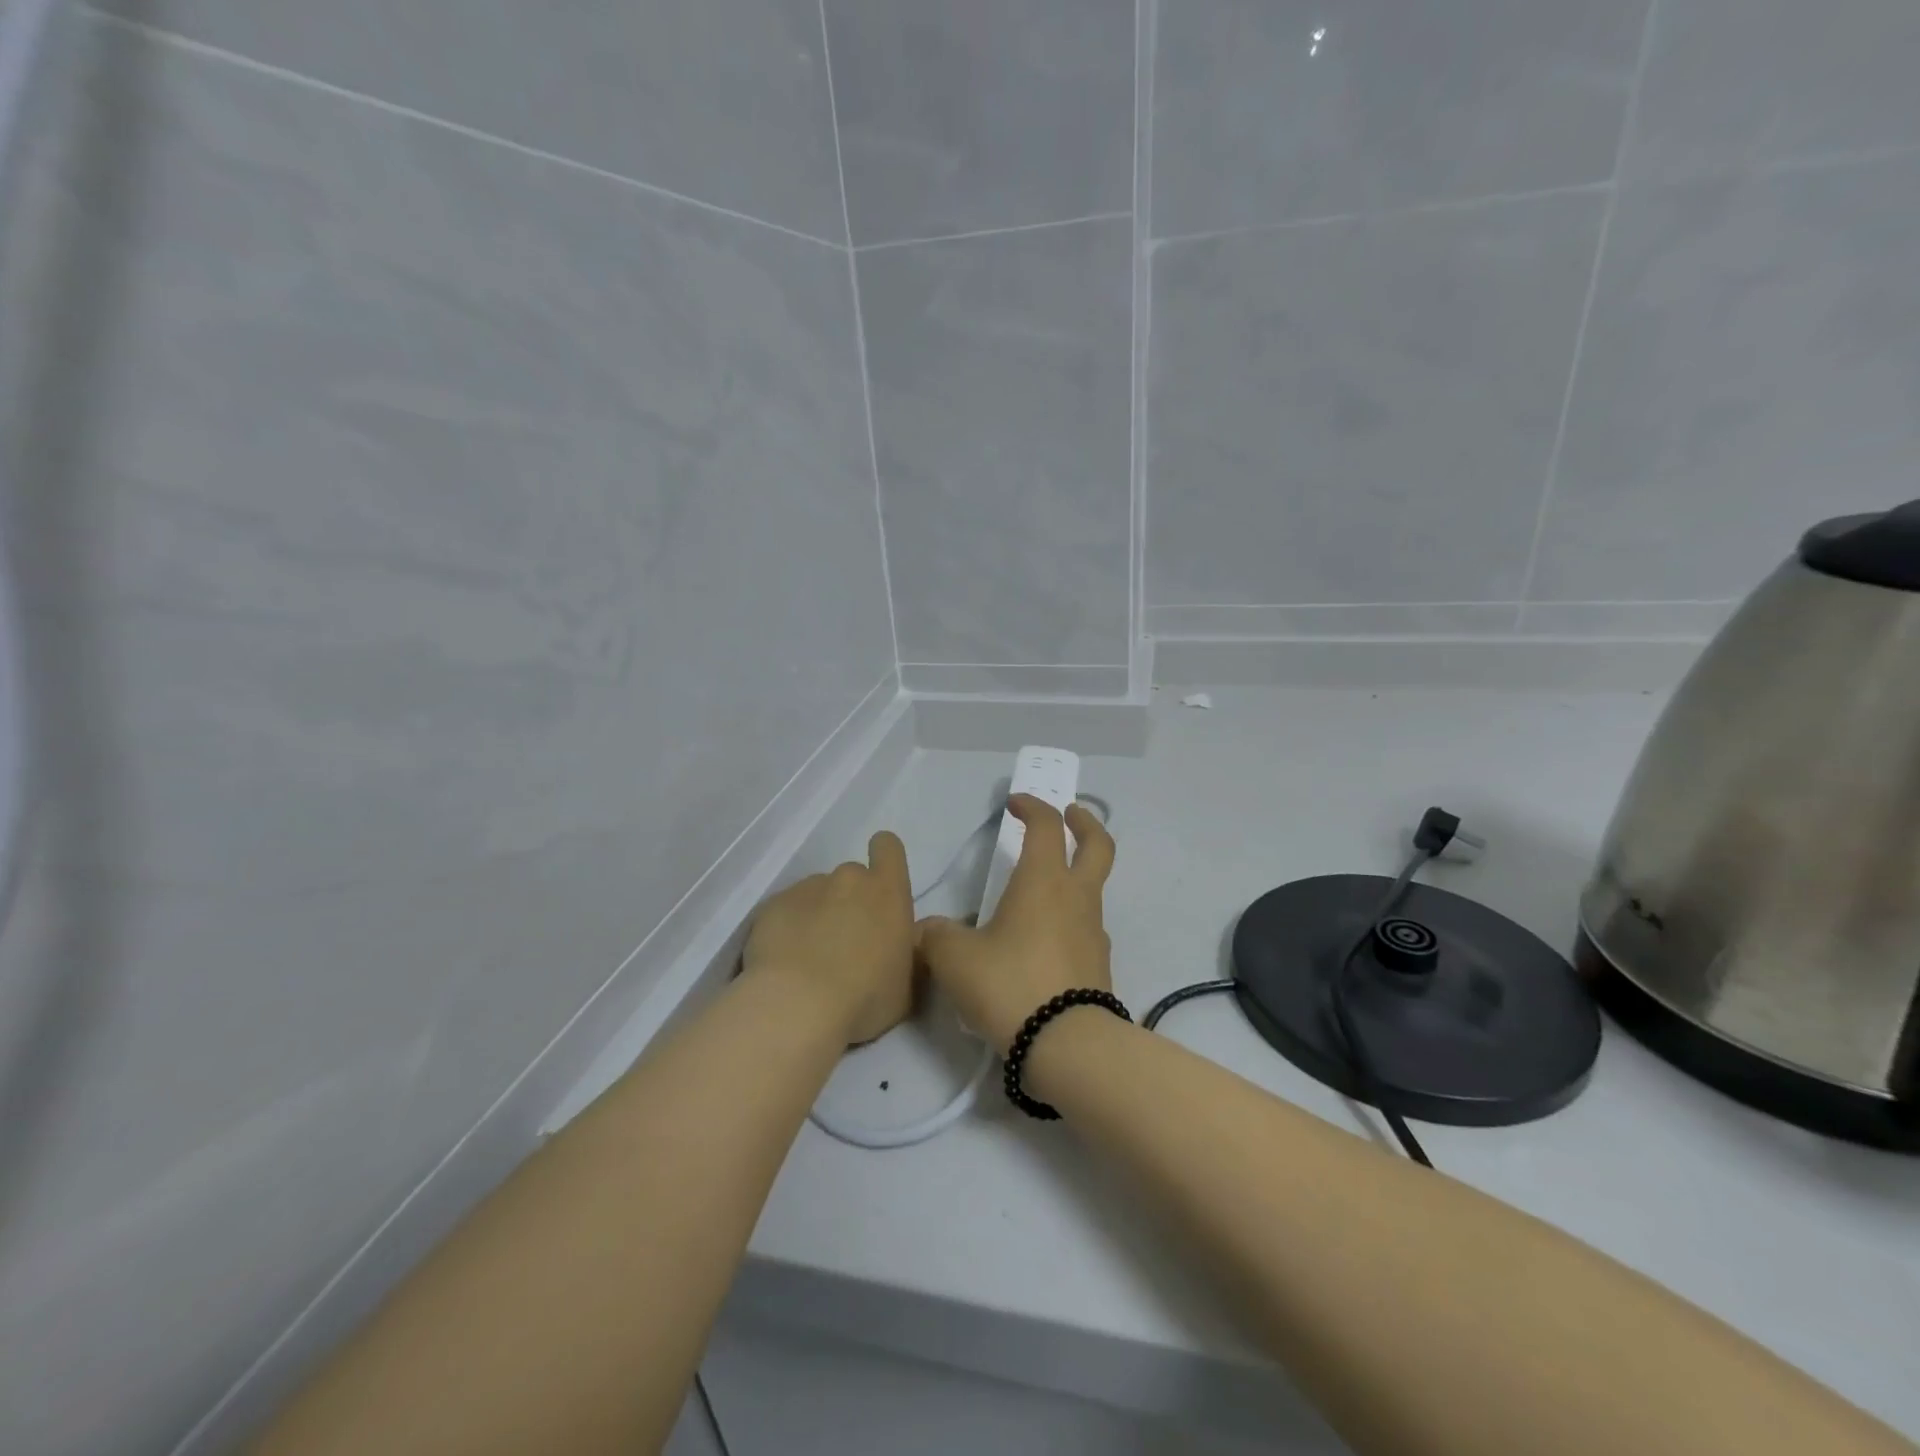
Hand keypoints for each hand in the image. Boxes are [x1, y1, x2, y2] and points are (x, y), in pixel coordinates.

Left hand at [743, 832, 915, 1045]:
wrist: (796, 1007)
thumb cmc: (865, 999)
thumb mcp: (906, 985)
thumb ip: (907, 953)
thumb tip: (902, 942)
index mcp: (887, 892)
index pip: (888, 847)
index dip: (884, 860)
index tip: (880, 888)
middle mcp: (848, 878)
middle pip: (852, 877)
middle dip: (850, 902)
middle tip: (846, 944)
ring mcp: (806, 888)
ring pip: (816, 894)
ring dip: (817, 916)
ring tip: (809, 959)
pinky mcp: (770, 905)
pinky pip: (785, 911)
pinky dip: (786, 929)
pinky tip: (783, 963)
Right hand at [916, 795, 1116, 1053]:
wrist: (1067, 1046)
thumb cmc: (1010, 984)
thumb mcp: (955, 959)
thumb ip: (935, 936)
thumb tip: (926, 930)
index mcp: (1043, 881)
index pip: (1045, 826)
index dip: (1031, 807)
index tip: (1014, 804)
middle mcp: (1076, 898)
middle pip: (1098, 845)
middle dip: (1084, 823)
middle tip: (1070, 814)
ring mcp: (1094, 932)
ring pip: (1092, 889)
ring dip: (1074, 876)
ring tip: (1038, 893)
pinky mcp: (1099, 966)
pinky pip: (1085, 928)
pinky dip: (1069, 919)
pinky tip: (1041, 943)